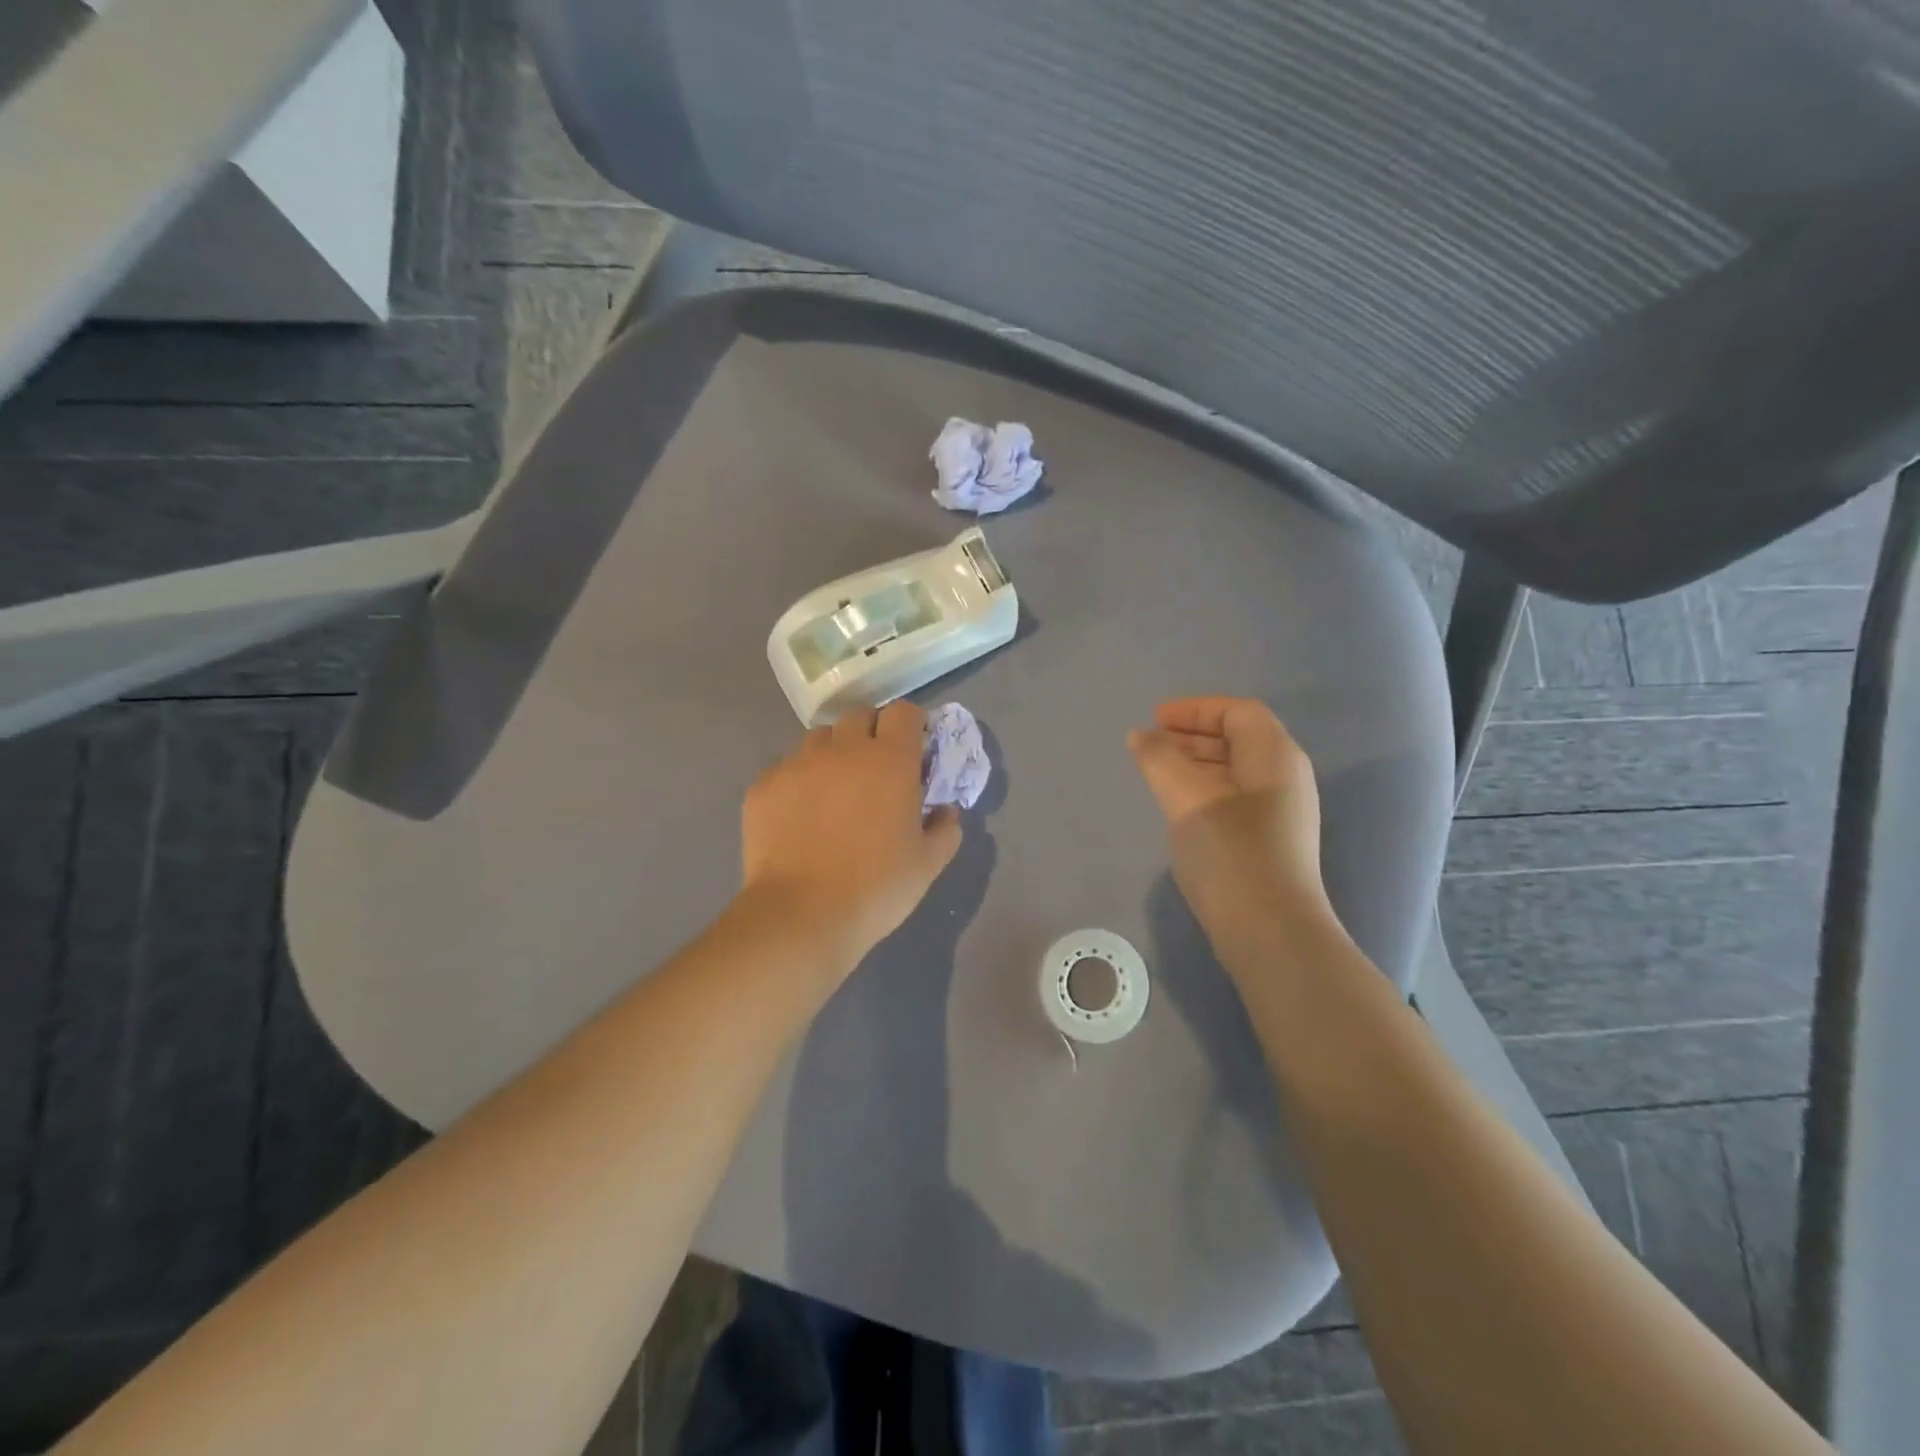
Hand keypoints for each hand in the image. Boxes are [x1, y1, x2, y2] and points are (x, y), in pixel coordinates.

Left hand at [740, 702, 962, 972]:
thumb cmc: (876, 888)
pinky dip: (799, 781)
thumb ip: (946, 828)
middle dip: (871, 733)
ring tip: (834, 791)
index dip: (911, 725)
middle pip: (859, 715)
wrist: (801, 916)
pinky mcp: (764, 785)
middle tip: (875, 771)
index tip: (913, 751)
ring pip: (819, 738)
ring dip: (833, 753)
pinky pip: (786, 767)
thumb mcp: (928, 864)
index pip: (903, 712)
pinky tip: (800, 816)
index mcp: (890, 760)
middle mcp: (843, 749)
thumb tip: (945, 810)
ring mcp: (798, 764)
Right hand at [1127, 697, 1333, 946]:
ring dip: (1195, 764)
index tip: (1155, 720)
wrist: (1271, 931)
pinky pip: (1235, 798)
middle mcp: (1285, 778)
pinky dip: (1204, 790)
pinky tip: (1178, 809)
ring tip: (1157, 774)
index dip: (1195, 709)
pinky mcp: (1270, 842)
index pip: (1238, 711)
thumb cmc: (1231, 852)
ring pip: (1235, 771)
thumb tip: (1141, 735)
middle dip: (1193, 735)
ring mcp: (1281, 813)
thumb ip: (1159, 759)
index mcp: (1275, 756)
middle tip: (1151, 745)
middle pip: (1239, 738)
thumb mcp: (1187, 798)